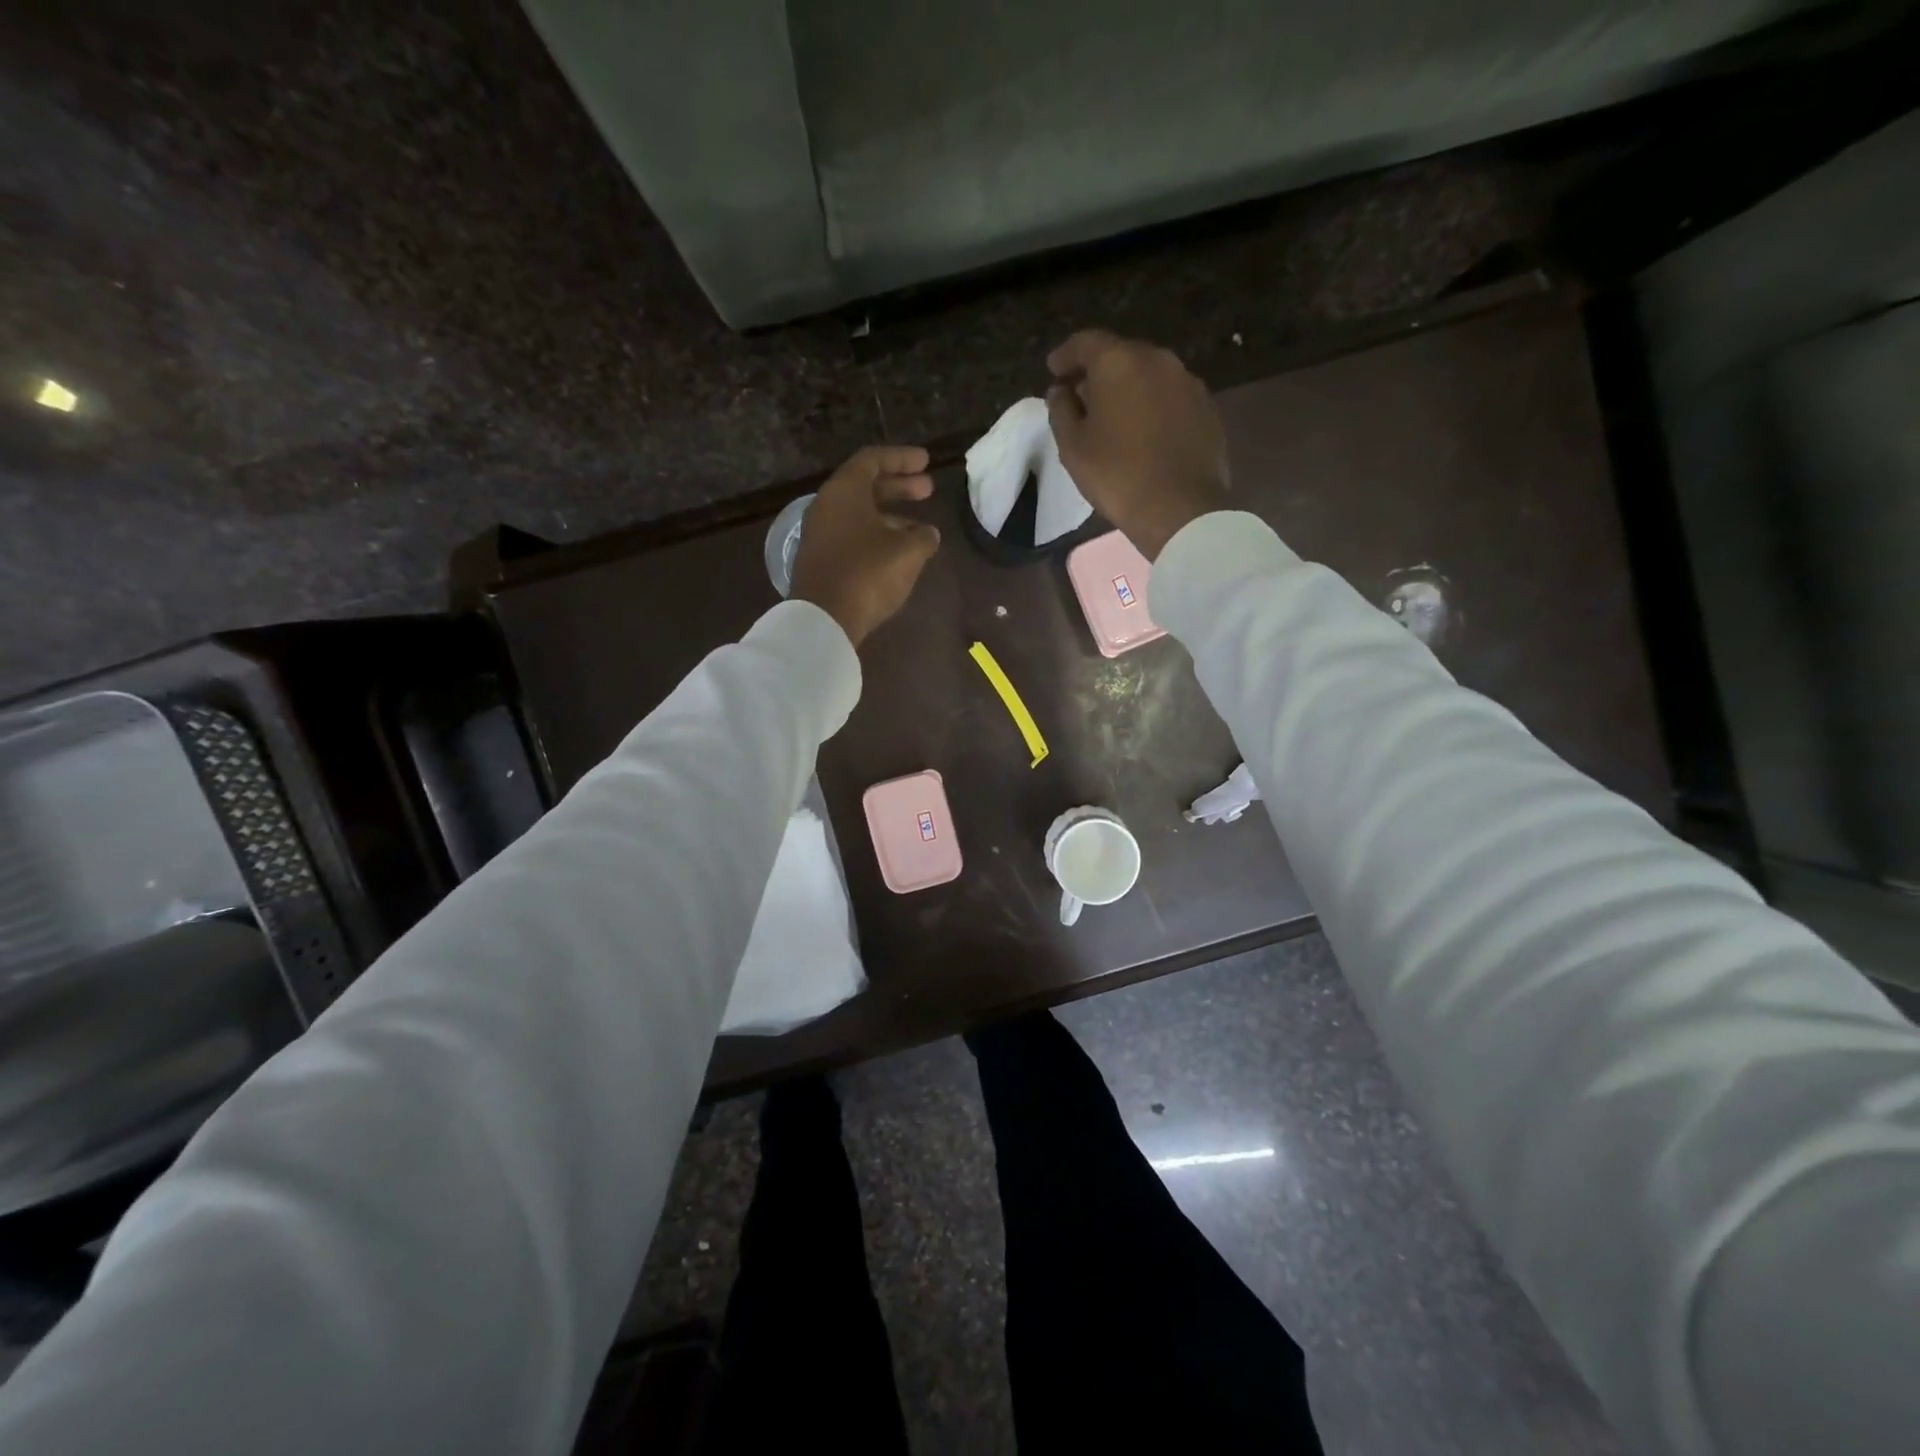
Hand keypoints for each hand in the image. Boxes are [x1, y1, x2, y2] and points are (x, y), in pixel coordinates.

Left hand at [791, 445, 941, 646]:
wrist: (824, 618)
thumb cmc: (868, 573)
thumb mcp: (908, 552)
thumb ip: (923, 536)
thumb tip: (928, 533)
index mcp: (845, 490)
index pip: (873, 460)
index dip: (902, 459)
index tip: (927, 462)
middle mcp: (827, 506)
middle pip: (866, 486)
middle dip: (900, 486)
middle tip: (928, 490)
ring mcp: (821, 534)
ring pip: (860, 514)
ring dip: (892, 516)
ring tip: (921, 528)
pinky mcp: (822, 560)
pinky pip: (853, 536)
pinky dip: (878, 535)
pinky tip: (898, 552)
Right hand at [1046, 330, 1229, 558]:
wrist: (1180, 508)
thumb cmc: (1117, 475)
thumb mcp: (1073, 447)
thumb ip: (1061, 411)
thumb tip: (1060, 391)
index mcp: (1120, 362)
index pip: (1087, 342)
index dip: (1066, 355)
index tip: (1054, 370)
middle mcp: (1158, 360)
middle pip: (1122, 355)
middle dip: (1099, 372)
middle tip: (1082, 396)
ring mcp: (1189, 382)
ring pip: (1150, 375)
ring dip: (1129, 389)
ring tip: (1115, 416)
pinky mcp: (1208, 408)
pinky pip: (1172, 397)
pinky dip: (1154, 406)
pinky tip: (1145, 432)